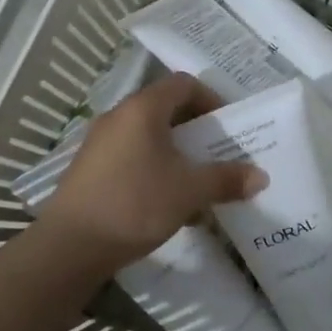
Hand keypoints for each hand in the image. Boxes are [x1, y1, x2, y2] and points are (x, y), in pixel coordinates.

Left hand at [41, 72, 264, 268]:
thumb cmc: (135, 204)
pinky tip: (167, 202)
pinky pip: (132, 155)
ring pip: (149, 135)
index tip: (228, 127)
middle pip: (166, 109)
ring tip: (196, 180)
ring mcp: (100, 142)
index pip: (184, 84)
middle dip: (197, 130)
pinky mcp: (91, 168)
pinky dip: (155, 167)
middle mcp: (119, 116)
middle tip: (219, 153)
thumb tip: (261, 177)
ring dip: (176, 152)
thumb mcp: (189, 191)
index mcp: (143, 109)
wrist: (70, 246)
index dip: (211, 99)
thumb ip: (226, 180)